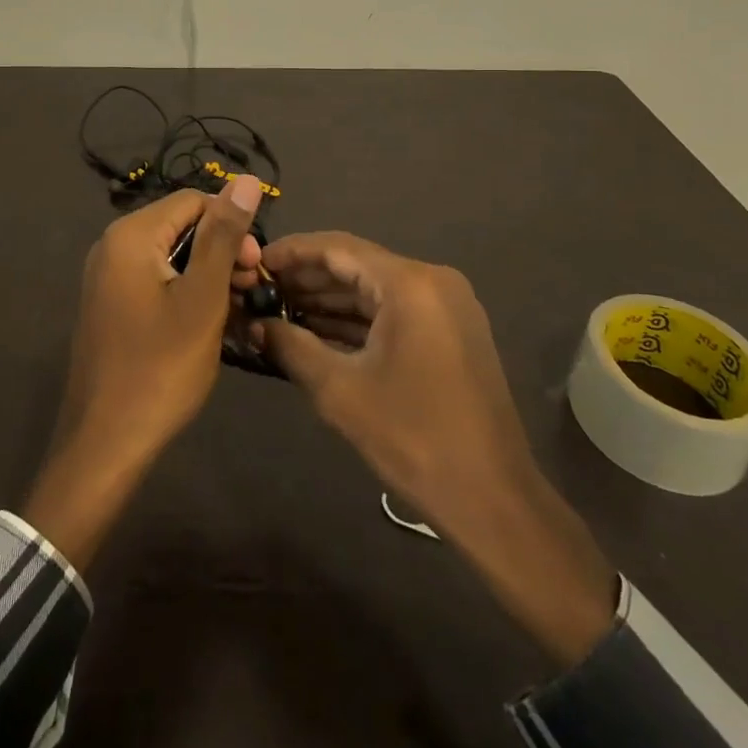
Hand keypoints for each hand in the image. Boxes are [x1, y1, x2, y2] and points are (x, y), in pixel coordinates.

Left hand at [21, 178, 263, 568]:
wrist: (105, 445)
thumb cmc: (160, 368)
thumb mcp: (202, 298)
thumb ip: (223, 236)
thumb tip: (247, 179)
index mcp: (131, 236)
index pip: (194, 201)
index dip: (232, 225)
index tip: (256, 267)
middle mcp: (113, 247)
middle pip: (182, 227)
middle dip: (223, 251)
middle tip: (251, 290)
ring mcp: (109, 279)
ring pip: (173, 257)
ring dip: (210, 276)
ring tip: (237, 310)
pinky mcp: (113, 307)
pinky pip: (158, 282)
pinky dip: (188, 294)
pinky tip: (211, 323)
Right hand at [257, 232, 617, 664]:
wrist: (493, 499)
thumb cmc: (413, 438)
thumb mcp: (340, 391)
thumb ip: (292, 347)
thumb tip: (254, 325)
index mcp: (410, 283)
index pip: (339, 247)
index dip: (293, 252)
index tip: (255, 261)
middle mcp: (432, 281)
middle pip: (358, 265)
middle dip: (308, 278)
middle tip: (261, 289)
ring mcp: (447, 306)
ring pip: (375, 289)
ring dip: (330, 300)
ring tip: (279, 309)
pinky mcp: (451, 331)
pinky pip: (394, 311)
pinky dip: (358, 319)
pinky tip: (318, 331)